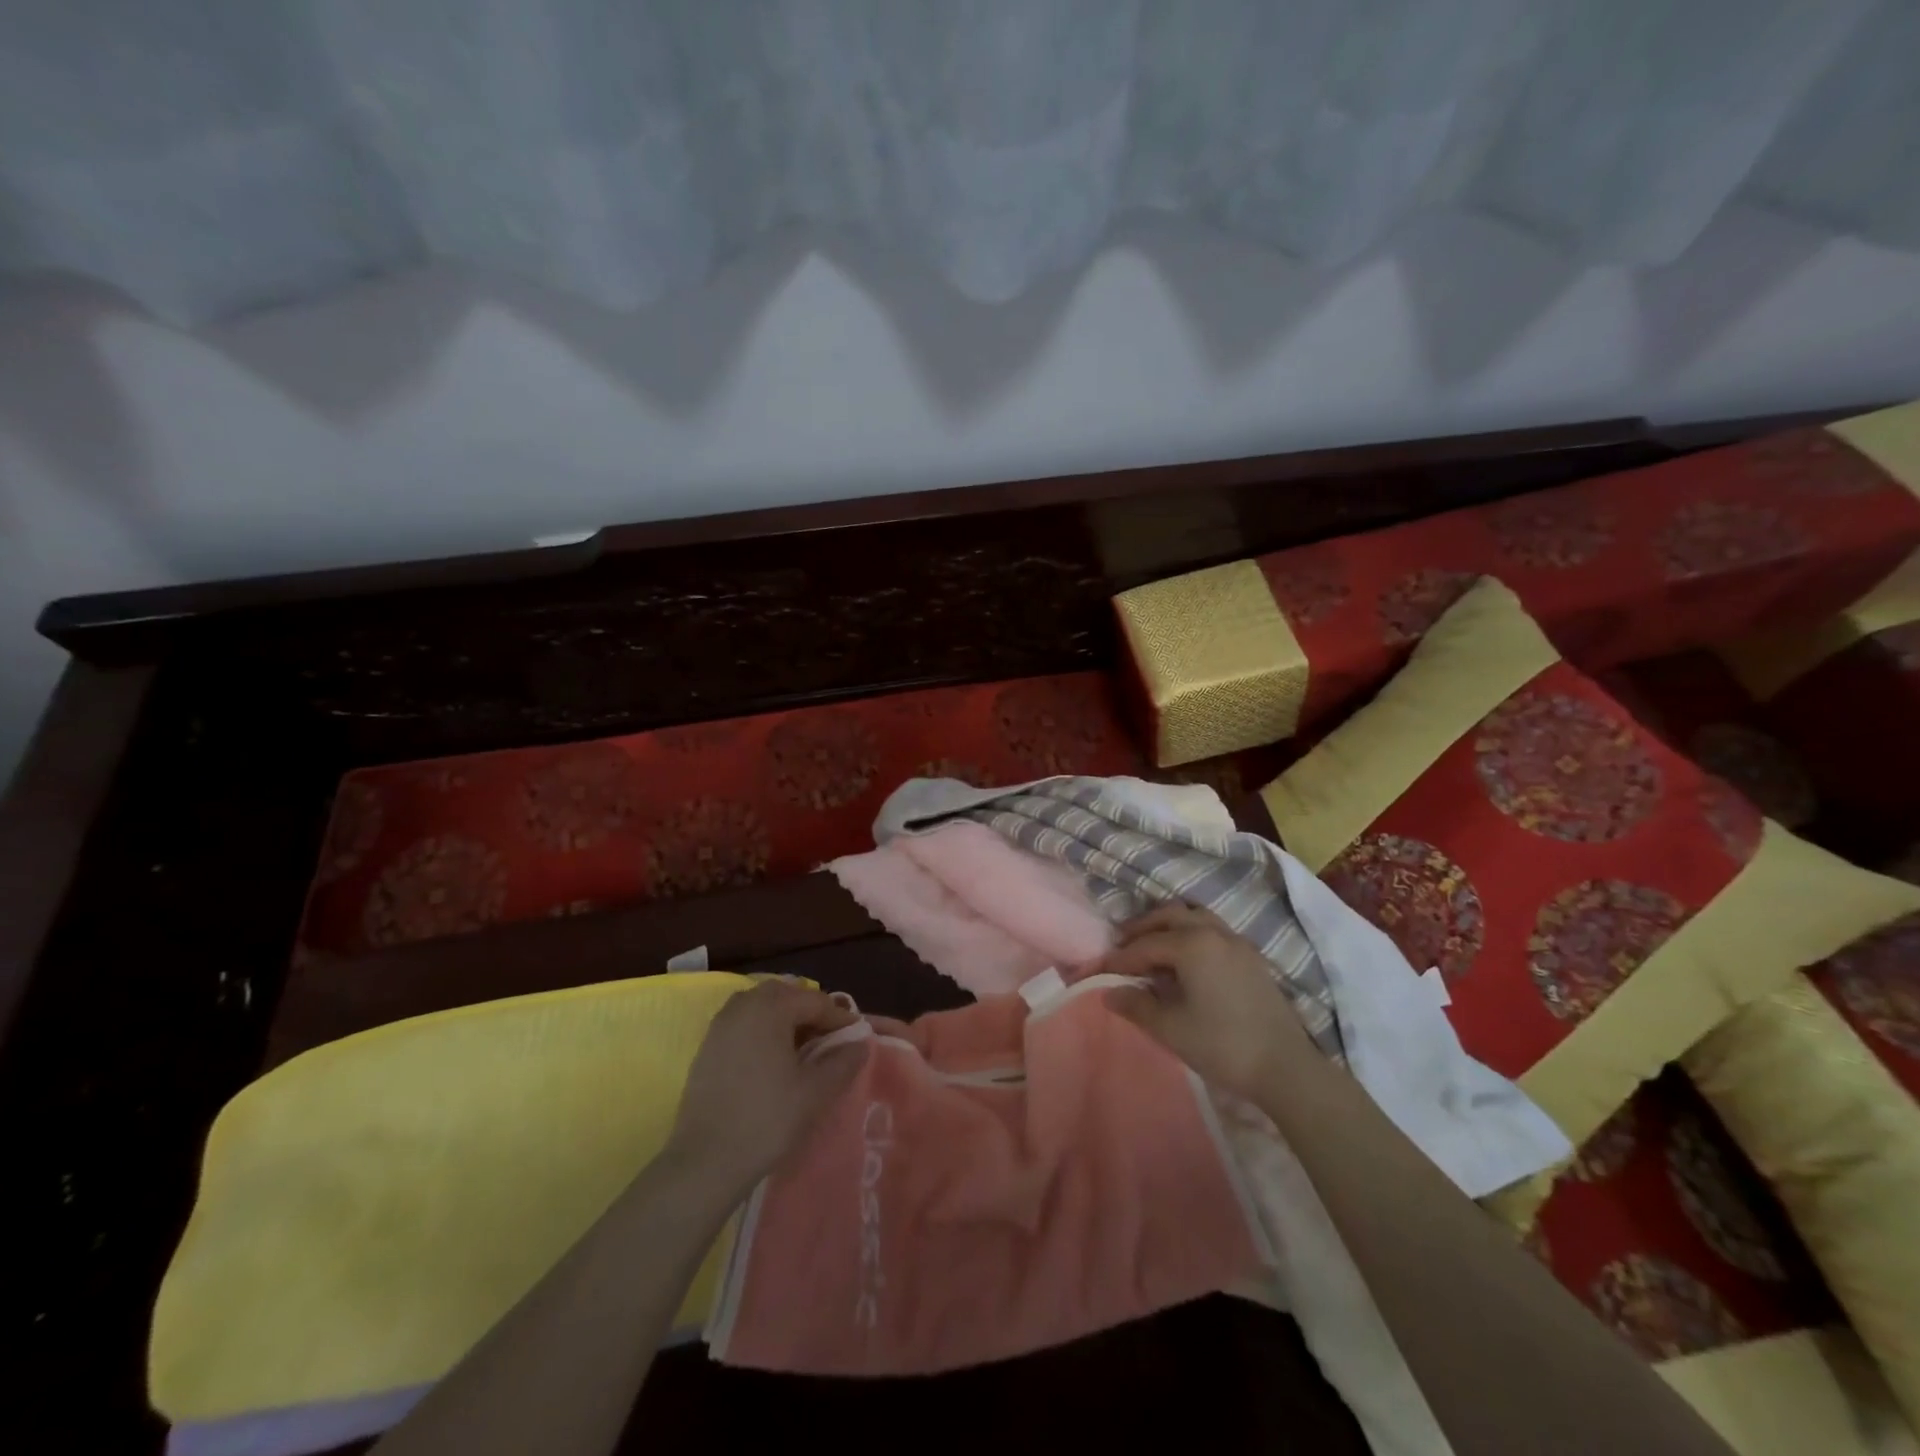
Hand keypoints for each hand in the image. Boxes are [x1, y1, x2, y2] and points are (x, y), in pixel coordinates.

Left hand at [662, 980, 867, 1201]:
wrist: (705, 1162)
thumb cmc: (766, 1119)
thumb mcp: (815, 1092)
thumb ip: (843, 1061)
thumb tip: (860, 1043)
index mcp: (771, 1007)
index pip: (815, 1001)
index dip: (840, 1018)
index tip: (857, 1038)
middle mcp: (743, 1005)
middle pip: (786, 996)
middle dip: (811, 1013)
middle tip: (830, 1041)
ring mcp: (720, 1025)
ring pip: (762, 1007)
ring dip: (785, 1020)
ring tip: (803, 1049)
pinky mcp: (707, 1047)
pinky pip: (743, 1024)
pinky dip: (763, 1032)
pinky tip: (772, 1061)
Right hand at [1101, 903, 1316, 1096]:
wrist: (1286, 1068)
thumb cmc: (1222, 1045)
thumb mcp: (1171, 1029)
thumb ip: (1137, 1006)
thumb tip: (1109, 992)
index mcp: (1192, 944)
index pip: (1145, 945)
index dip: (1119, 958)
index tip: (1100, 971)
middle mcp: (1214, 932)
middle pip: (1170, 916)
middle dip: (1142, 929)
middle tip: (1122, 947)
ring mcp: (1237, 942)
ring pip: (1195, 917)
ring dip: (1169, 926)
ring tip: (1153, 948)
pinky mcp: (1252, 958)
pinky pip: (1213, 930)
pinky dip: (1191, 934)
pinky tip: (1185, 962)